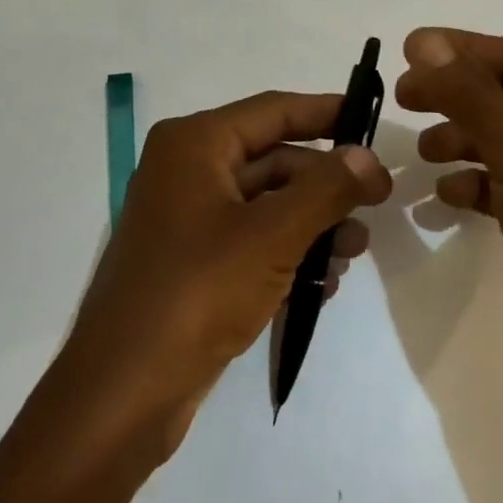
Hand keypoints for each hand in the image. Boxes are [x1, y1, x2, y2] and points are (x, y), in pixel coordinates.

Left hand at [58, 91, 391, 460]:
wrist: (124, 391)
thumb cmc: (199, 292)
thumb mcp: (273, 235)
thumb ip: (326, 188)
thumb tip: (367, 156)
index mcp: (196, 144)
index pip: (274, 110)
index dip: (326, 112)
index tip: (373, 118)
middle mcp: (187, 171)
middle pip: (273, 159)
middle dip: (326, 183)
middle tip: (379, 202)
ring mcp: (187, 219)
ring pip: (266, 204)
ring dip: (314, 223)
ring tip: (355, 252)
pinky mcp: (192, 263)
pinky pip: (251, 241)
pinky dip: (288, 253)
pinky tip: (323, 283)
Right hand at [395, 27, 502, 423]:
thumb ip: (473, 96)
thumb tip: (425, 40)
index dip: (464, 50)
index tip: (407, 53)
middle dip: (457, 94)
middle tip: (404, 99)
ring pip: (501, 143)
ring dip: (460, 138)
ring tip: (422, 153)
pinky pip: (500, 187)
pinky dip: (469, 183)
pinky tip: (444, 197)